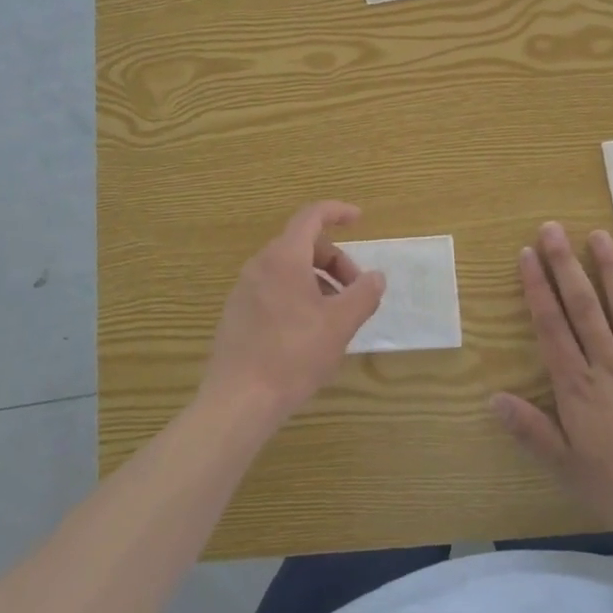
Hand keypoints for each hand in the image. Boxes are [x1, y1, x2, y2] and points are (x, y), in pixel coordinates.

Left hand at [199, 201, 386, 435]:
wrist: (238, 401)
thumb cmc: (293, 356)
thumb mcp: (339, 325)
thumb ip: (363, 295)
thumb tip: (376, 277)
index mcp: (284, 257)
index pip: (312, 216)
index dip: (337, 212)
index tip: (359, 219)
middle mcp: (260, 265)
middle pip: (303, 245)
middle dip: (335, 261)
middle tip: (356, 292)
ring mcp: (244, 289)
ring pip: (289, 269)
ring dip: (318, 282)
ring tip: (336, 317)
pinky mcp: (237, 313)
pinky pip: (273, 289)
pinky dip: (298, 296)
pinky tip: (309, 333)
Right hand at [491, 223, 612, 549]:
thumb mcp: (568, 468)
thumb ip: (531, 431)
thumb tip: (493, 398)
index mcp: (578, 386)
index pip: (551, 326)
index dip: (537, 288)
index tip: (526, 254)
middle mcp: (609, 364)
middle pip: (583, 306)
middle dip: (564, 265)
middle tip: (552, 229)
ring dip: (609, 269)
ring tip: (598, 235)